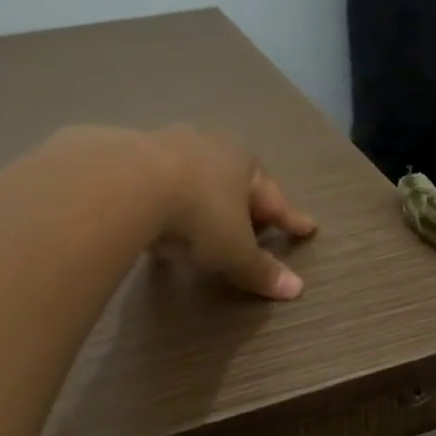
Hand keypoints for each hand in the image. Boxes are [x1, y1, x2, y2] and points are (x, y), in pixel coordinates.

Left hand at [144, 126, 316, 299]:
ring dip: (205, 198)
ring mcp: (170, 146)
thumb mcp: (235, 251)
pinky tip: (163, 214)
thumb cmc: (199, 215)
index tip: (307, 228)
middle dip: (248, 203)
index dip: (291, 219)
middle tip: (258, 223)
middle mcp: (212, 148)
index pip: (274, 200)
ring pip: (197, 177)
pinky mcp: (132, 155)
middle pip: (237, 181)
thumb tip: (295, 289)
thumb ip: (261, 270)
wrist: (128, 184)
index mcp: (245, 165)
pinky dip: (169, 199)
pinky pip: (161, 183)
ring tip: (208, 218)